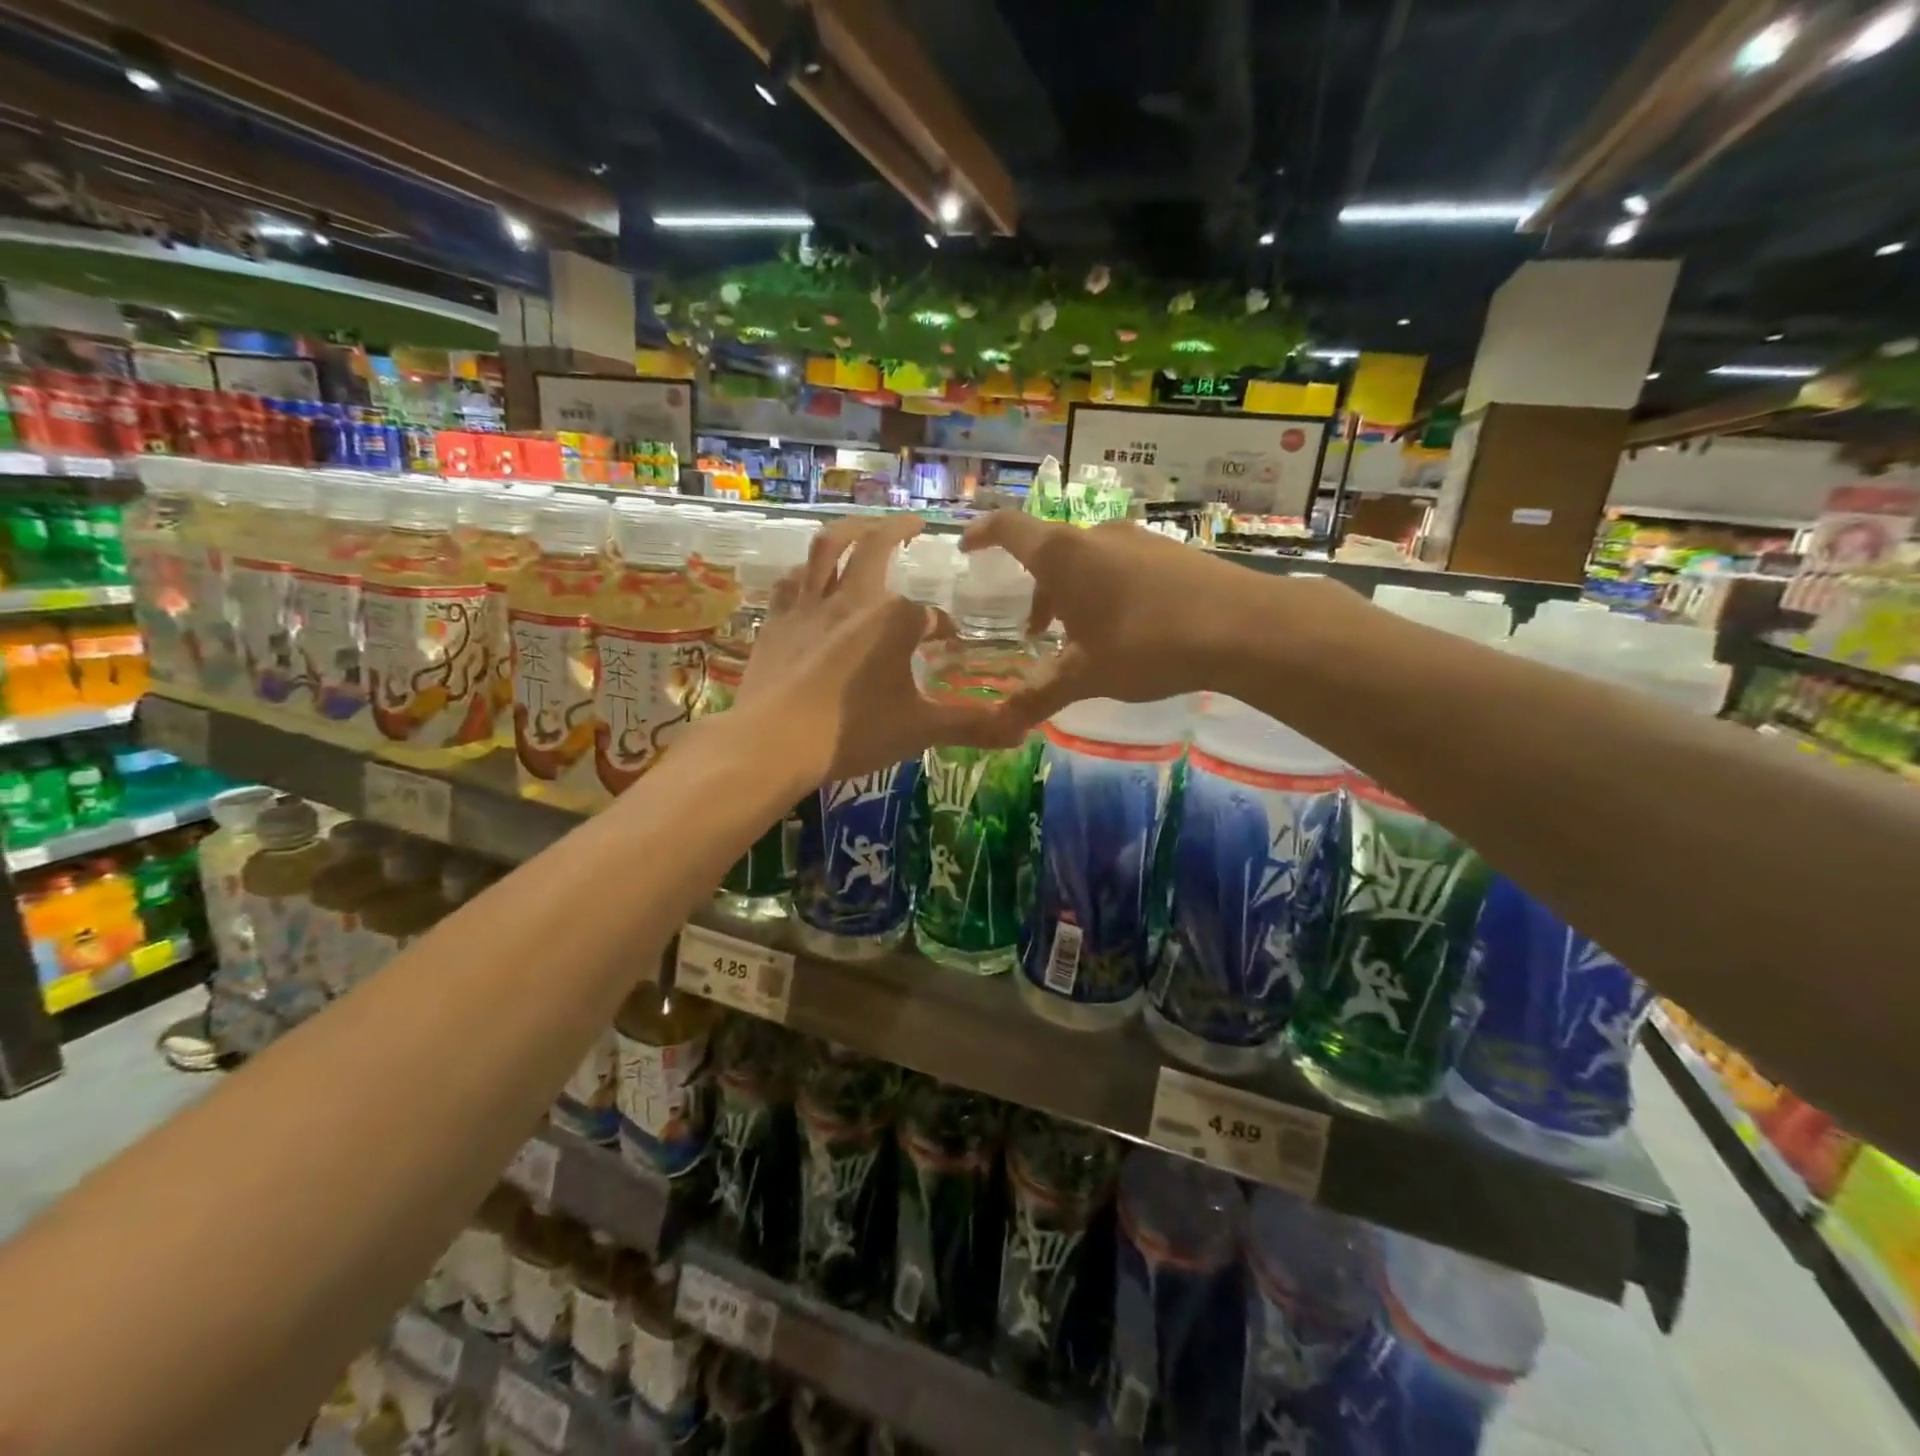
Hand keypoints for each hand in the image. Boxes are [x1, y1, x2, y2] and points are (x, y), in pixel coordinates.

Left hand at [737, 516, 1026, 782]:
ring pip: (827, 548)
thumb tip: (1023, 732)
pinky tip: (809, 575)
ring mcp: (808, 606)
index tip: (948, 643)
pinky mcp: (776, 622)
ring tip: (863, 527)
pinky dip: (805, 570)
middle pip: (876, 546)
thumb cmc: (852, 732)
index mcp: (892, 620)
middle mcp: (852, 599)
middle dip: (899, 530)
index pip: (929, 614)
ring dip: (849, 529)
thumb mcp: (920, 730)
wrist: (773, 743)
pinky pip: (791, 581)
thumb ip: (971, 726)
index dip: (942, 626)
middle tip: (916, 525)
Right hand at [960, 512, 1351, 720]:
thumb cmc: (1147, 644)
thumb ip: (1039, 696)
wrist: (1244, 627)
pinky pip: (1121, 564)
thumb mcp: (1085, 675)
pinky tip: (1124, 629)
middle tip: (1033, 629)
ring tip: (1079, 636)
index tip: (966, 546)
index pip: (1008, 529)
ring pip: (1088, 559)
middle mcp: (1097, 535)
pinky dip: (1105, 589)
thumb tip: (1001, 723)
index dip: (982, 534)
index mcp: (1064, 555)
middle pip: (1050, 550)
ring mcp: (1139, 540)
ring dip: (1072, 592)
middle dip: (1035, 587)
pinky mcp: (1171, 552)